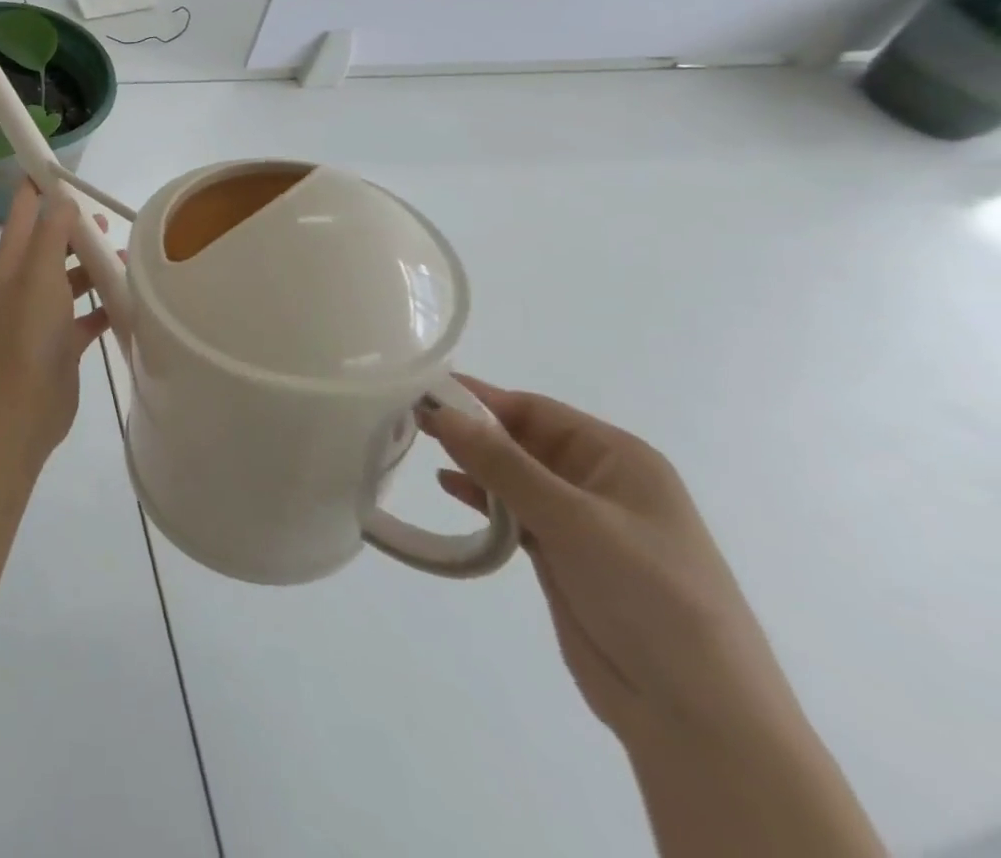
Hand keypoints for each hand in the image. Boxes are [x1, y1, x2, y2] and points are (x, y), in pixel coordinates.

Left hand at [0, 182, 112, 459]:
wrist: (24, 408)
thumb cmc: (30, 333)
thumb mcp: (40, 273)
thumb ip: (52, 232)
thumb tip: (62, 197)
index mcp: (12, 260)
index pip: (23, 208)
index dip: (40, 183)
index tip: (69, 169)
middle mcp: (25, 281)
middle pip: (50, 240)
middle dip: (76, 226)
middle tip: (106, 219)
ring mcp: (43, 312)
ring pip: (70, 276)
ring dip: (94, 265)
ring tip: (126, 259)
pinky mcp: (62, 340)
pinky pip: (86, 313)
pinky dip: (104, 304)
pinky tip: (129, 301)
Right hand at [422, 378, 800, 750]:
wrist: (699, 719)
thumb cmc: (649, 596)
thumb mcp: (573, 520)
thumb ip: (502, 464)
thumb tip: (441, 410)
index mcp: (618, 458)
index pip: (534, 409)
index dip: (478, 398)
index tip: (420, 388)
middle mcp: (599, 481)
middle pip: (521, 439)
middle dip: (469, 427)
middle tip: (407, 415)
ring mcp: (581, 522)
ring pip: (513, 475)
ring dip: (472, 461)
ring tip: (417, 444)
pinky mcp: (563, 557)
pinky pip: (513, 512)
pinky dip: (481, 498)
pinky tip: (448, 488)